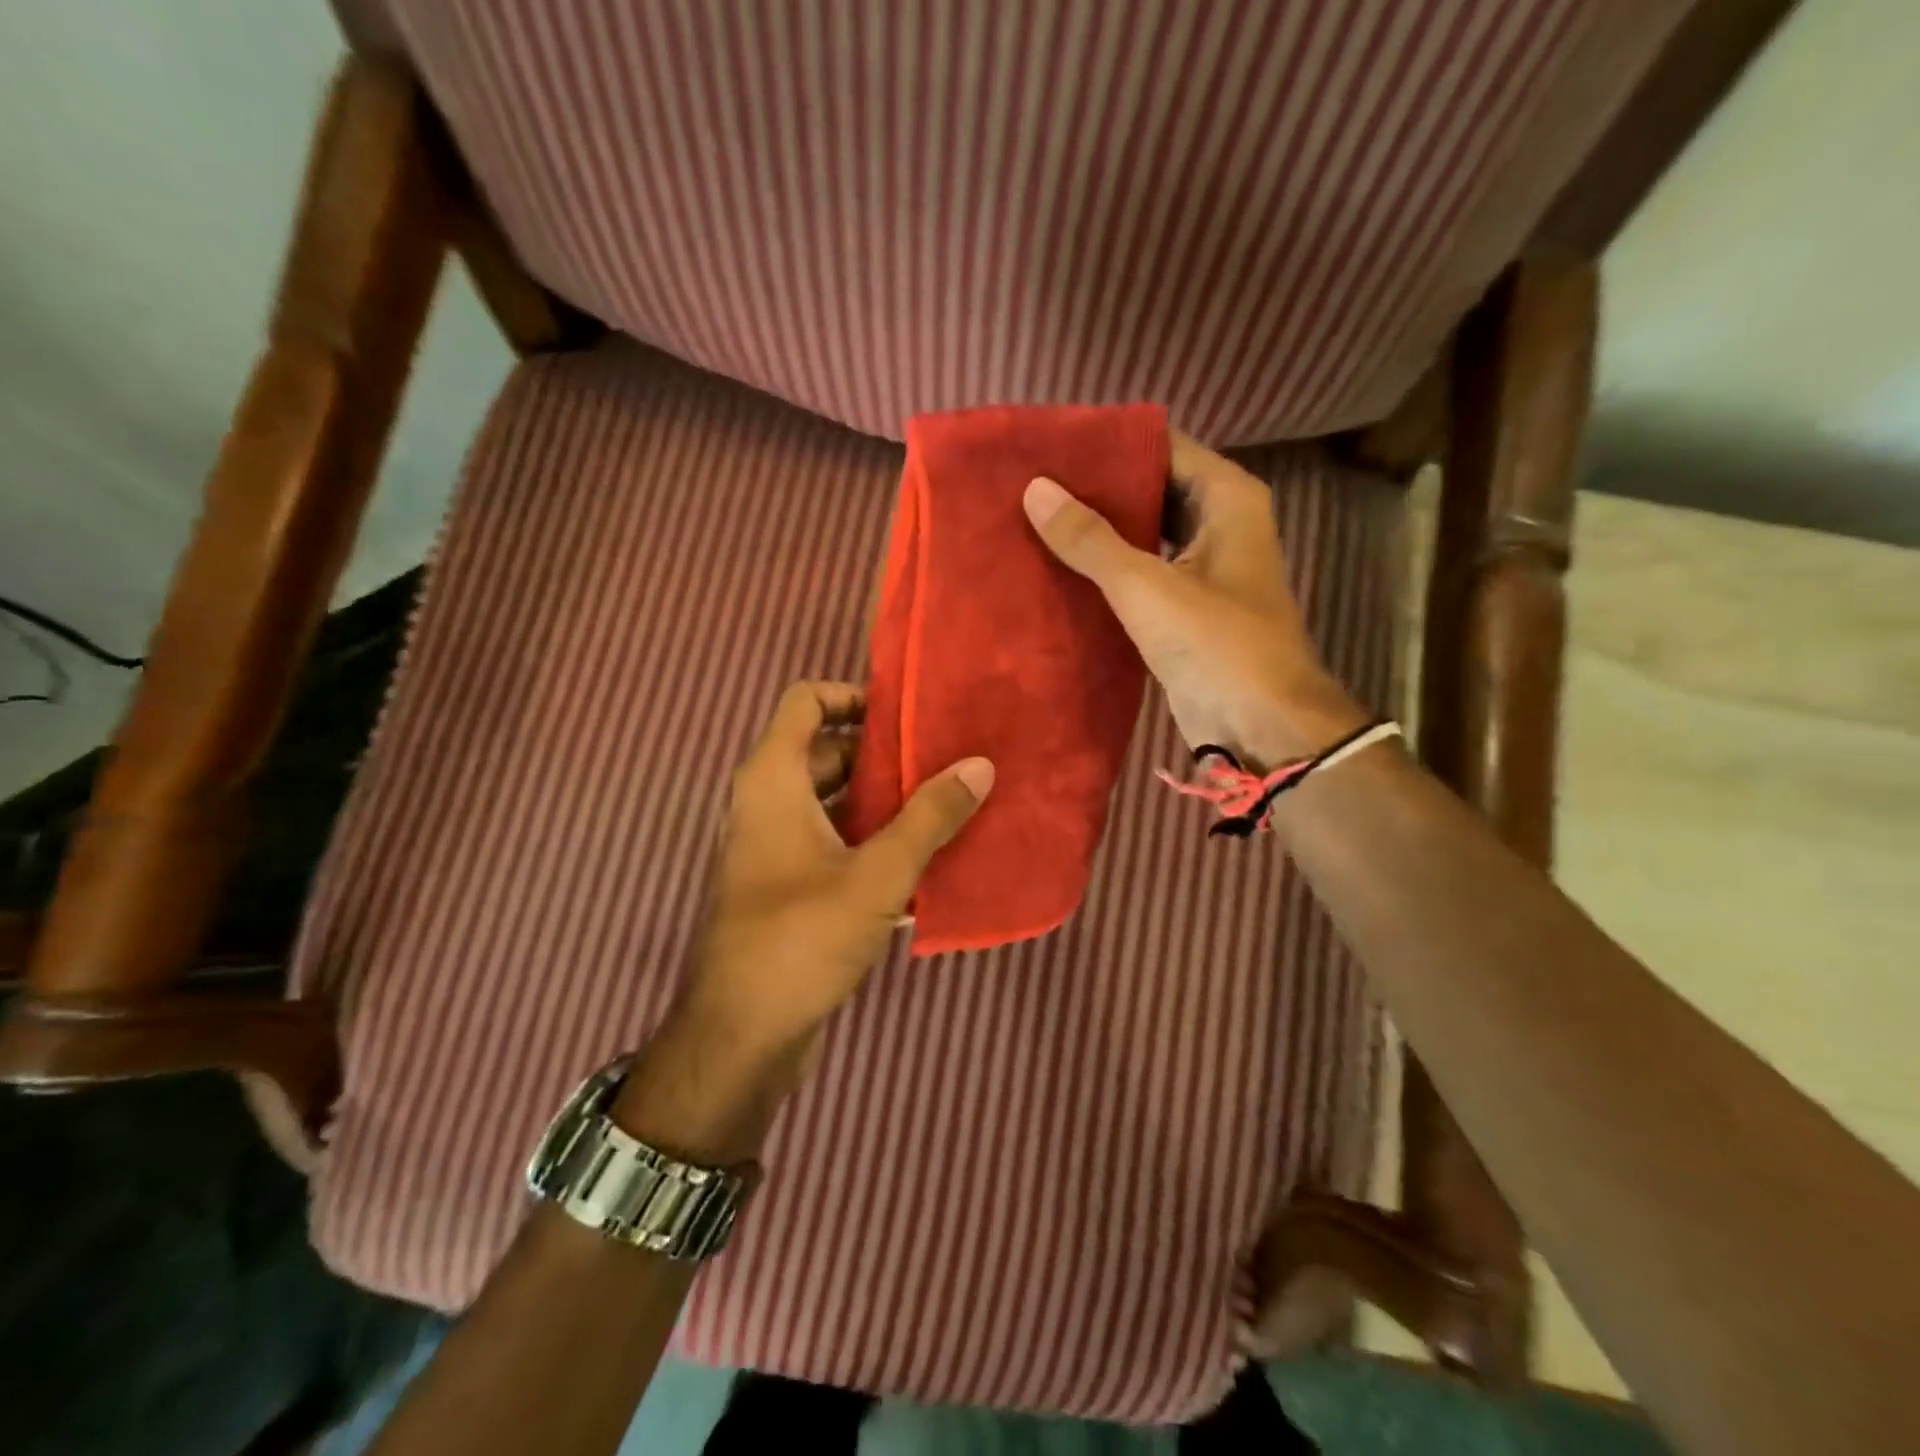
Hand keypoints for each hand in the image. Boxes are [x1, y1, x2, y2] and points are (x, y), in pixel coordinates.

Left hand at [671, 681, 993, 1077]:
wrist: (740, 1036)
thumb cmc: (801, 937)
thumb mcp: (877, 873)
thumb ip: (930, 817)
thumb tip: (979, 765)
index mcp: (773, 779)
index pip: (805, 701)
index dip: (853, 695)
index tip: (907, 715)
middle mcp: (766, 803)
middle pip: (826, 753)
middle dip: (883, 756)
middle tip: (943, 762)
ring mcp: (773, 847)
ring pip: (833, 803)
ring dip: (883, 803)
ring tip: (944, 807)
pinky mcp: (786, 886)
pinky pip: (832, 844)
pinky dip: (870, 843)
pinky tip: (921, 863)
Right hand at [1023, 430, 1365, 769]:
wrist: (1262, 727)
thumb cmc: (1218, 646)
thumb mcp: (1148, 587)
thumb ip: (1091, 539)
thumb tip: (1036, 490)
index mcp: (1226, 499)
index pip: (1161, 447)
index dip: (1108, 444)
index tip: (1051, 446)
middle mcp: (1219, 523)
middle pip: (1151, 488)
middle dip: (1096, 489)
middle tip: (1033, 484)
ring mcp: (1203, 568)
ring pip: (1144, 533)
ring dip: (1099, 531)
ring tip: (1037, 520)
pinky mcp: (1185, 608)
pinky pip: (1140, 574)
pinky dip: (1107, 571)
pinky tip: (1060, 568)